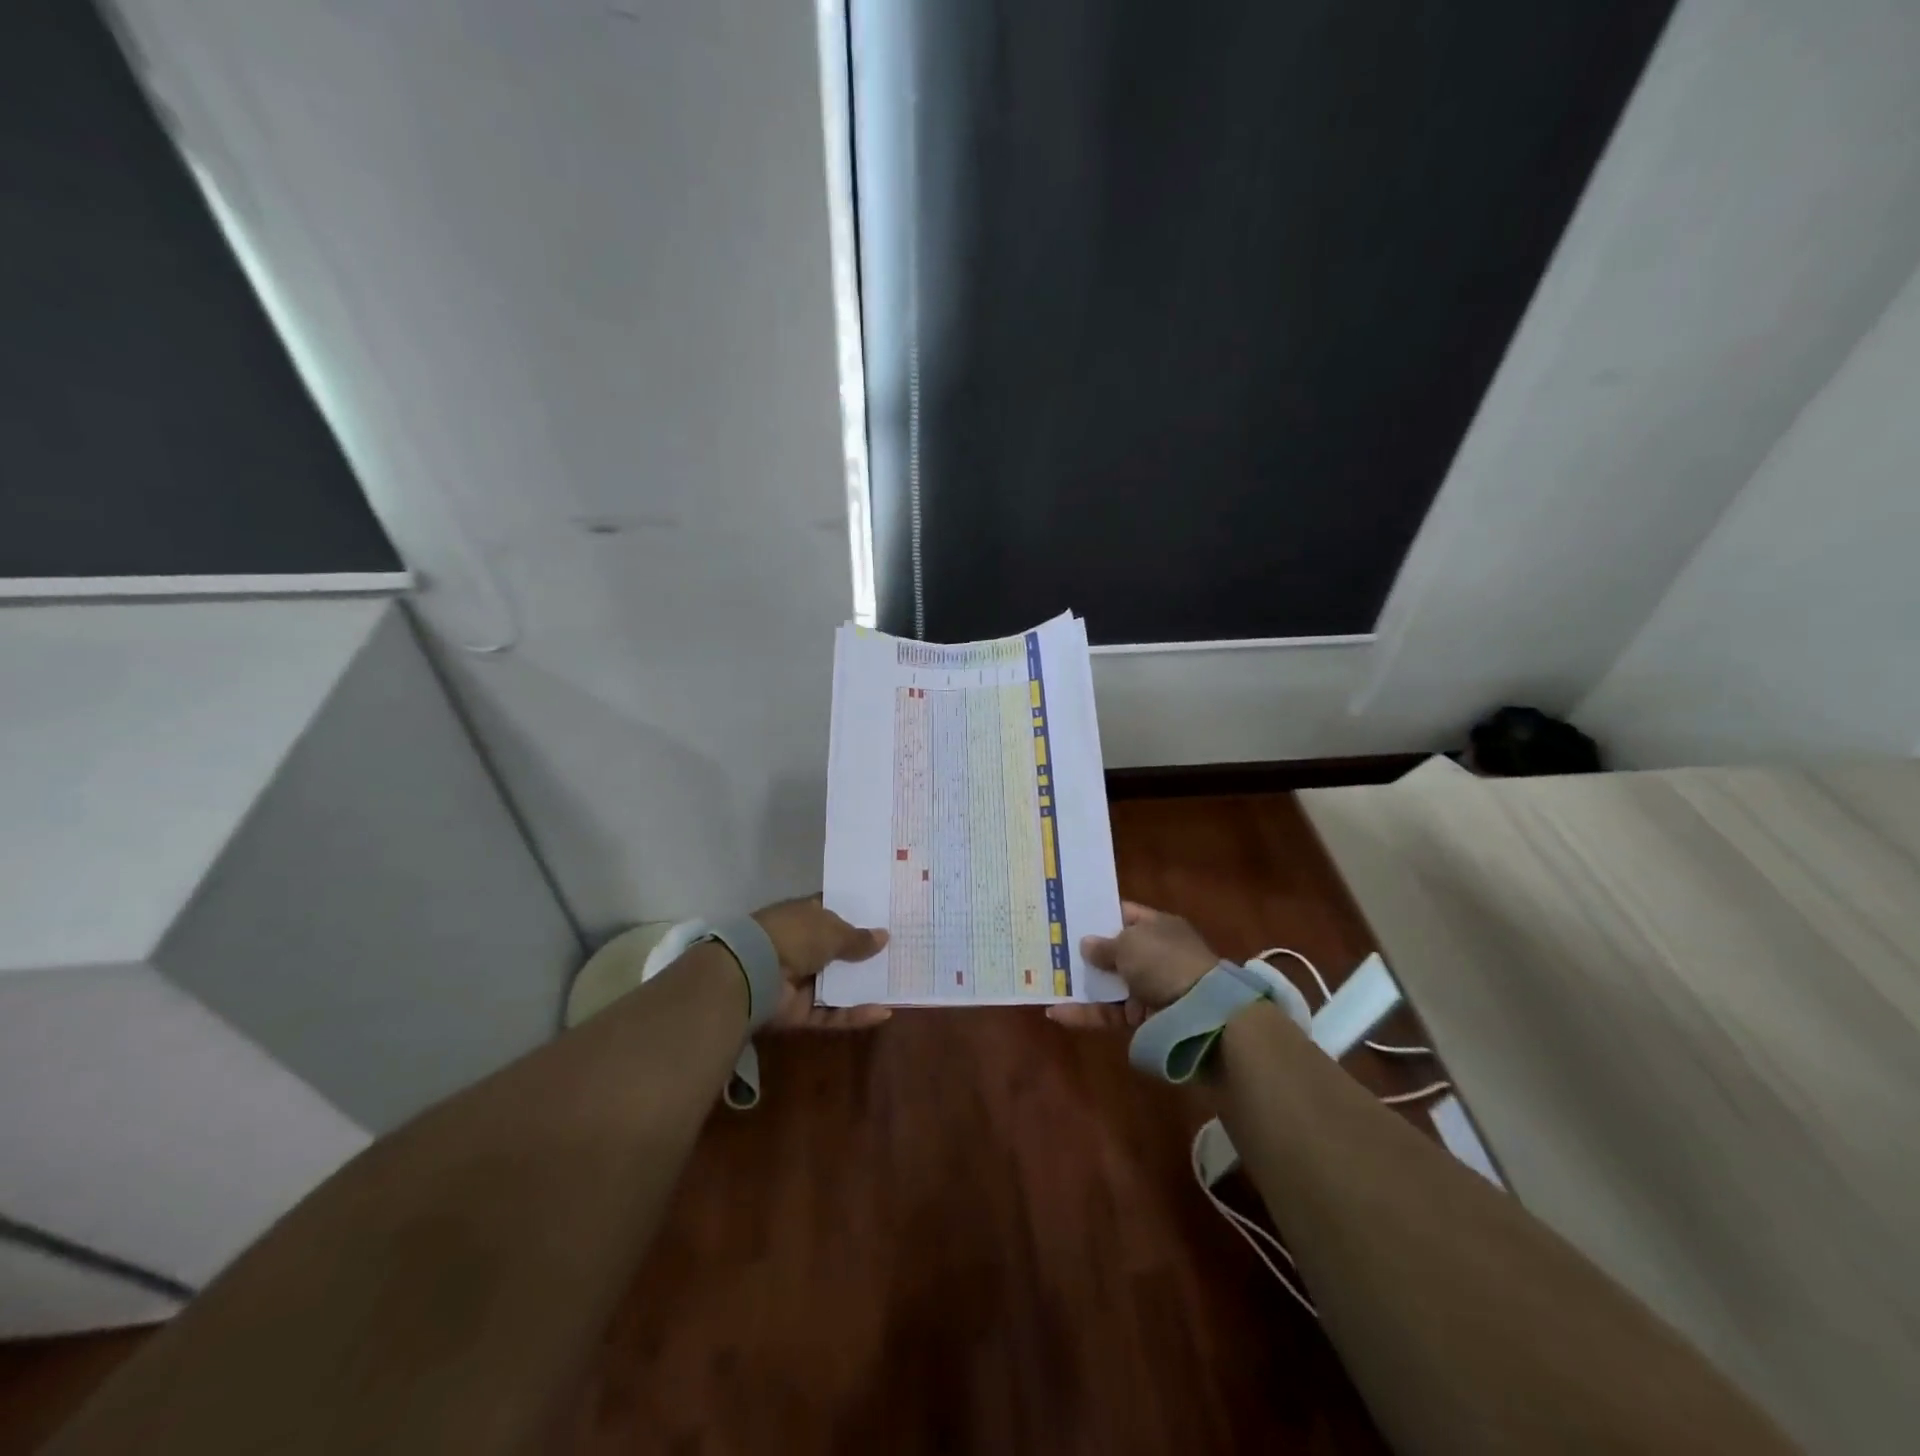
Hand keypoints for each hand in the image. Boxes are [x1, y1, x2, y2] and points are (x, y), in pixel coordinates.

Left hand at [751, 895, 891, 1030]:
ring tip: (896, 984)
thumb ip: (858, 938)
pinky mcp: (799, 1011)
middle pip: (837, 951)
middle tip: (898, 954)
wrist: (753, 973)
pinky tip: (882, 1012)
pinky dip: (854, 1014)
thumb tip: (884, 936)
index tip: (882, 919)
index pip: (831, 913)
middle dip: (863, 954)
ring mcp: (799, 980)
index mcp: (804, 917)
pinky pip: (831, 1012)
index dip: (855, 915)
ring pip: (836, 985)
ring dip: (862, 986)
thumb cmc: (794, 937)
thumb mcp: (832, 931)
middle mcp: (801, 946)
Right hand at [1046, 901, 1219, 1029]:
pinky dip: (1084, 1012)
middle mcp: (1153, 954)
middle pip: (1114, 950)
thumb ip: (1103, 945)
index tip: (1069, 914)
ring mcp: (1147, 987)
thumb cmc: (1163, 962)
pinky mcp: (1139, 1017)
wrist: (1199, 1013)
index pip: (1125, 914)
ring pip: (1107, 983)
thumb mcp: (1129, 944)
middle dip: (1086, 951)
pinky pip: (1107, 1011)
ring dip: (1081, 982)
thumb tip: (1086, 945)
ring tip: (1047, 979)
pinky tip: (1056, 1012)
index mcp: (1158, 927)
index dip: (1099, 913)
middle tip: (1051, 945)